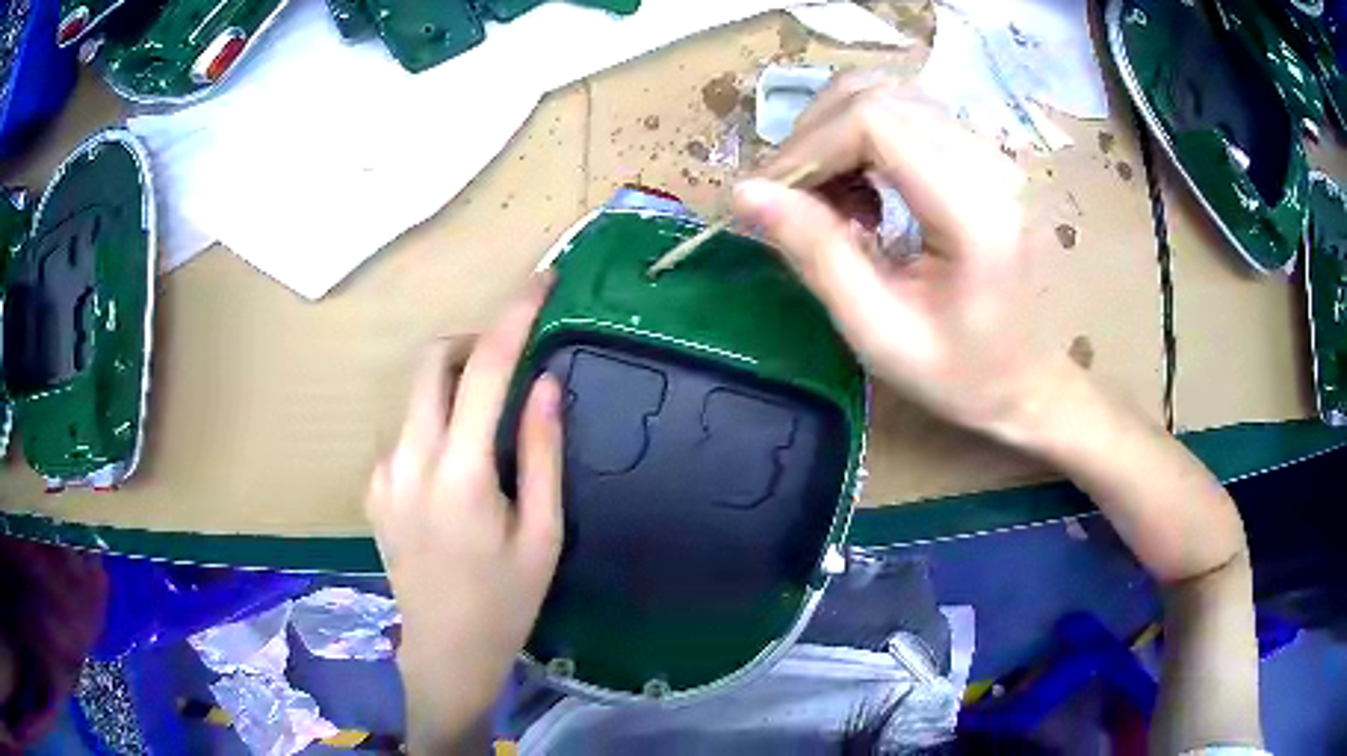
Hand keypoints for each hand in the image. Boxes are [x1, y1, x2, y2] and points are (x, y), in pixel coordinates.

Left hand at [365, 276, 562, 752]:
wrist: (445, 651)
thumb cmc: (506, 601)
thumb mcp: (544, 533)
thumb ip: (542, 452)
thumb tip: (546, 383)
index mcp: (461, 475)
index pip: (485, 369)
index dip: (513, 316)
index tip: (540, 282)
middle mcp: (410, 461)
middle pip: (432, 361)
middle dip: (471, 341)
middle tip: (508, 361)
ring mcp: (383, 472)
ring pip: (416, 395)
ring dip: (453, 386)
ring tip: (487, 427)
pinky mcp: (373, 487)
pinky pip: (407, 431)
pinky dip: (435, 425)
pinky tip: (455, 474)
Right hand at [732, 74, 1048, 435]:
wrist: (1029, 380)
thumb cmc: (960, 373)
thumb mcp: (879, 332)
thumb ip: (816, 255)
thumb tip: (746, 192)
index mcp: (976, 211)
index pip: (874, 122)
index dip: (809, 146)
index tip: (772, 196)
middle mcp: (992, 164)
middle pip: (878, 96)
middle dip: (816, 137)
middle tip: (792, 198)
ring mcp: (993, 153)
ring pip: (889, 95)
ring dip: (837, 133)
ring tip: (829, 198)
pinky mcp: (986, 154)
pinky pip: (908, 113)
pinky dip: (865, 138)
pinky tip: (864, 191)